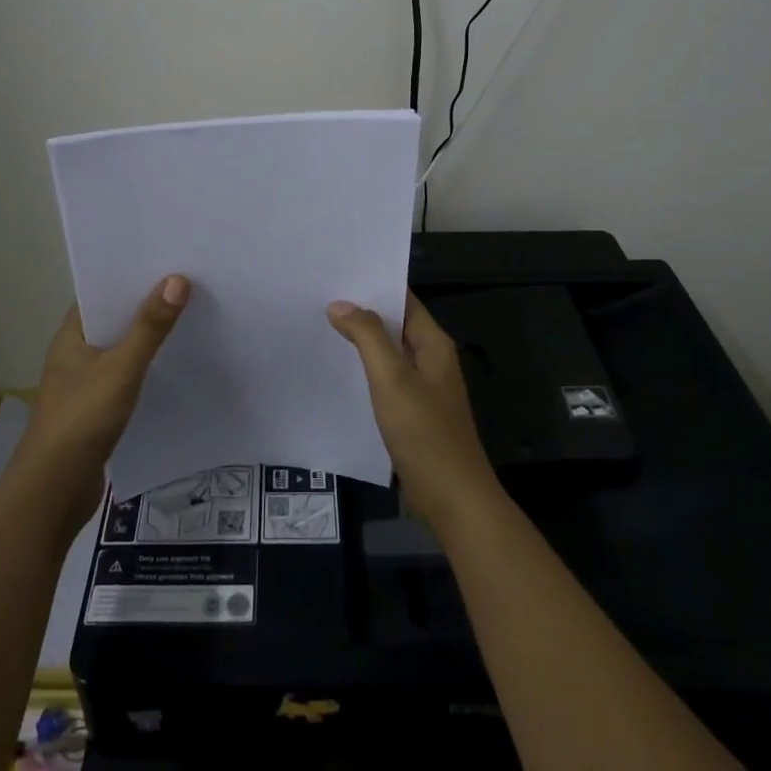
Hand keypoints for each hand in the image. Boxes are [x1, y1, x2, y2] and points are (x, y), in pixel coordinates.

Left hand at [17, 275, 189, 526]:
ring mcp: (86, 383)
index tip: (167, 260)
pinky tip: (176, 364)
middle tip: (190, 283)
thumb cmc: (82, 419)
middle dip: (147, 304)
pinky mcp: (99, 409)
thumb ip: (150, 327)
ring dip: (150, 337)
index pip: (101, 292)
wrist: (55, 491)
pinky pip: (128, 376)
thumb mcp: (121, 368)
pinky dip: (148, 367)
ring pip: (123, 349)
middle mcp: (76, 354)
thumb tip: (178, 279)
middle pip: (115, 319)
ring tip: (191, 316)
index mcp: (71, 335)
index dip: (130, 275)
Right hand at [328, 292, 498, 528]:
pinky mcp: (413, 412)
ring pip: (388, 352)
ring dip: (361, 340)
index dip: (374, 284)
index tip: (337, 273)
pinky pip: (386, 378)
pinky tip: (337, 370)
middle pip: (394, 324)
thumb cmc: (424, 432)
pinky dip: (364, 369)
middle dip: (361, 311)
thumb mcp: (392, 379)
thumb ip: (368, 337)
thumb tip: (340, 304)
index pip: (403, 300)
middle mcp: (431, 359)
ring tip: (320, 326)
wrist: (452, 498)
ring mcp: (423, 387)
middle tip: (318, 297)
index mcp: (433, 344)